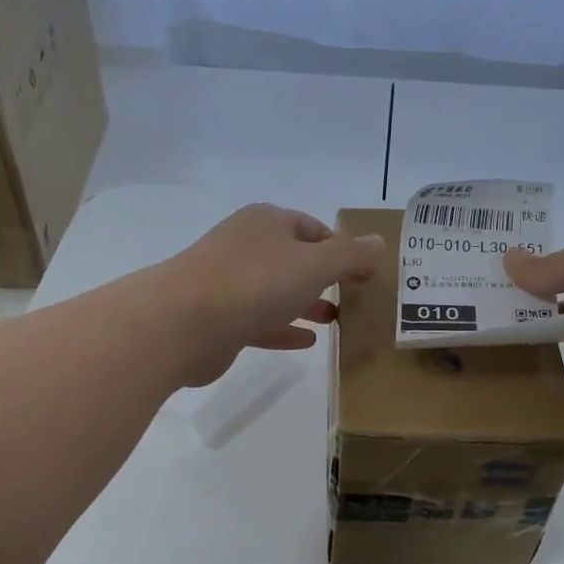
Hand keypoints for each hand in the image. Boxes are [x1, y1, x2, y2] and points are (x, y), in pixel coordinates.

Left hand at [155, 204, 385, 386]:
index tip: (365, 273)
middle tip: (354, 298)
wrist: (183, 323)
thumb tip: (380, 243)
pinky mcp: (220, 319)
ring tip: (337, 320)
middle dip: (324, 277)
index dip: (342, 248)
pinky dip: (284, 327)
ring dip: (306, 303)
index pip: (313, 228)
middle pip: (294, 259)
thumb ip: (351, 255)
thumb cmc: (255, 282)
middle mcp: (246, 246)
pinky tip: (307, 341)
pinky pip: (260, 320)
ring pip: (277, 291)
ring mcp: (229, 283)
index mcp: (267, 223)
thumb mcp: (315, 264)